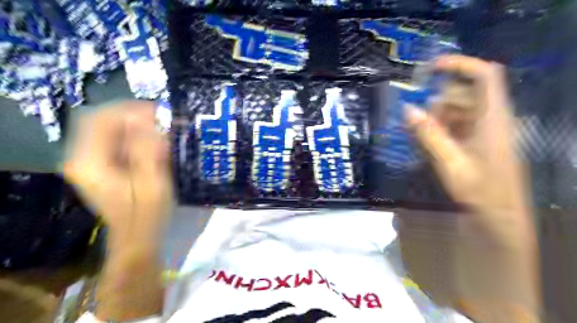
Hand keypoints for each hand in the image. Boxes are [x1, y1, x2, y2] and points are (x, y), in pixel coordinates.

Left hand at [63, 102, 171, 250]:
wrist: (137, 236)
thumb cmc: (147, 213)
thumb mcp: (152, 182)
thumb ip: (148, 151)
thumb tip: (147, 121)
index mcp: (89, 163)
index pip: (100, 120)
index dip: (129, 110)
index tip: (159, 112)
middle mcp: (80, 158)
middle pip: (99, 120)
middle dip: (131, 113)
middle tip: (160, 117)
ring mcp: (87, 161)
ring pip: (105, 128)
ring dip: (132, 122)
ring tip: (159, 125)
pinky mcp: (98, 165)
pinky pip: (112, 139)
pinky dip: (131, 133)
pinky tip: (151, 138)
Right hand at [404, 56, 540, 319]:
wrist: (500, 218)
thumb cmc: (482, 192)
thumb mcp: (452, 163)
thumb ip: (430, 135)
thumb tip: (408, 110)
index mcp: (492, 120)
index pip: (485, 77)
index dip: (460, 64)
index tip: (431, 67)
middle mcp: (489, 120)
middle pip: (464, 94)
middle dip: (438, 101)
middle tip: (415, 118)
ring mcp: (482, 132)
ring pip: (457, 111)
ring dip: (435, 117)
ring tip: (418, 134)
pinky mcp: (475, 143)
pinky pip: (454, 126)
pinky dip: (438, 129)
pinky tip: (425, 142)